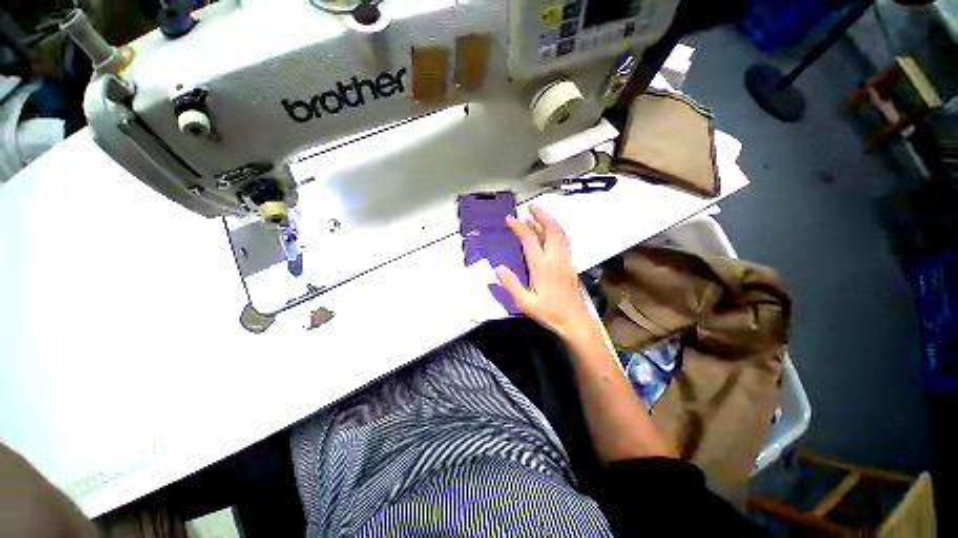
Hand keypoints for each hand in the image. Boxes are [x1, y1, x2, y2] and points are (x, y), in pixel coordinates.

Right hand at [496, 205, 595, 340]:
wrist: (574, 320)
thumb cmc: (549, 312)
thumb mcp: (524, 302)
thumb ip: (511, 284)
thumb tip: (498, 268)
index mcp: (542, 266)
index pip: (530, 239)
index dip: (519, 227)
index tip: (510, 219)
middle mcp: (556, 258)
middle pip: (551, 229)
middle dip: (541, 215)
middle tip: (530, 207)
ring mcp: (565, 259)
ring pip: (559, 233)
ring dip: (549, 221)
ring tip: (538, 215)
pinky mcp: (570, 264)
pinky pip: (563, 241)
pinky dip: (555, 231)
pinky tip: (549, 233)